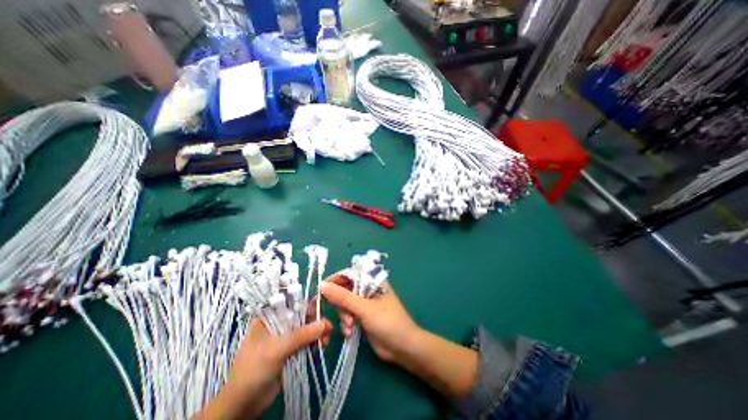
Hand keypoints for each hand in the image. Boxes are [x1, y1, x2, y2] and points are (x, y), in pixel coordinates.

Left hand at [193, 317, 331, 419]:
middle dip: (315, 321)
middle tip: (328, 327)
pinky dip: (315, 342)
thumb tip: (323, 324)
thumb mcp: (275, 350)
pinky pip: (306, 342)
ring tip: (326, 339)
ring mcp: (285, 338)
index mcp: (268, 318)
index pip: (290, 304)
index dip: (306, 305)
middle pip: (301, 317)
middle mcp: (278, 325)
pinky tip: (322, 345)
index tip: (321, 308)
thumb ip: (300, 335)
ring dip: (317, 332)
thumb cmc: (253, 371)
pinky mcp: (291, 351)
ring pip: (306, 329)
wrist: (243, 406)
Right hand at [315, 273, 419, 364]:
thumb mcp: (364, 308)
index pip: (350, 273)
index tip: (321, 289)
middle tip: (340, 314)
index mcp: (372, 280)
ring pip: (344, 304)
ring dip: (343, 316)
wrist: (403, 348)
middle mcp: (368, 289)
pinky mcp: (362, 317)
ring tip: (349, 327)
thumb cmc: (387, 322)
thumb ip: (343, 297)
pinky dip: (346, 323)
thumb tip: (322, 285)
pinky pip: (348, 316)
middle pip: (345, 289)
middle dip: (340, 303)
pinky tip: (350, 333)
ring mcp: (365, 303)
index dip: (335, 279)